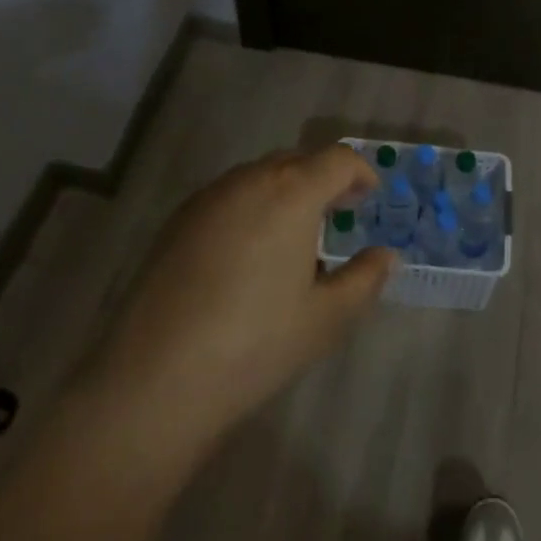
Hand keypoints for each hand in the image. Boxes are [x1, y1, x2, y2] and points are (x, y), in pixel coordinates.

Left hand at [82, 146, 395, 474]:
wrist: (154, 381)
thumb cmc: (255, 345)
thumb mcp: (326, 318)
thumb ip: (365, 278)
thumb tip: (386, 255)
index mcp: (292, 192)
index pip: (338, 159)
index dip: (361, 173)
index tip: (370, 199)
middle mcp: (250, 180)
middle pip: (298, 161)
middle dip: (324, 180)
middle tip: (338, 215)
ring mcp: (208, 198)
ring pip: (260, 176)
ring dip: (286, 192)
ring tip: (294, 237)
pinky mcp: (177, 221)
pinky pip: (228, 196)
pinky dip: (251, 207)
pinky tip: (248, 254)